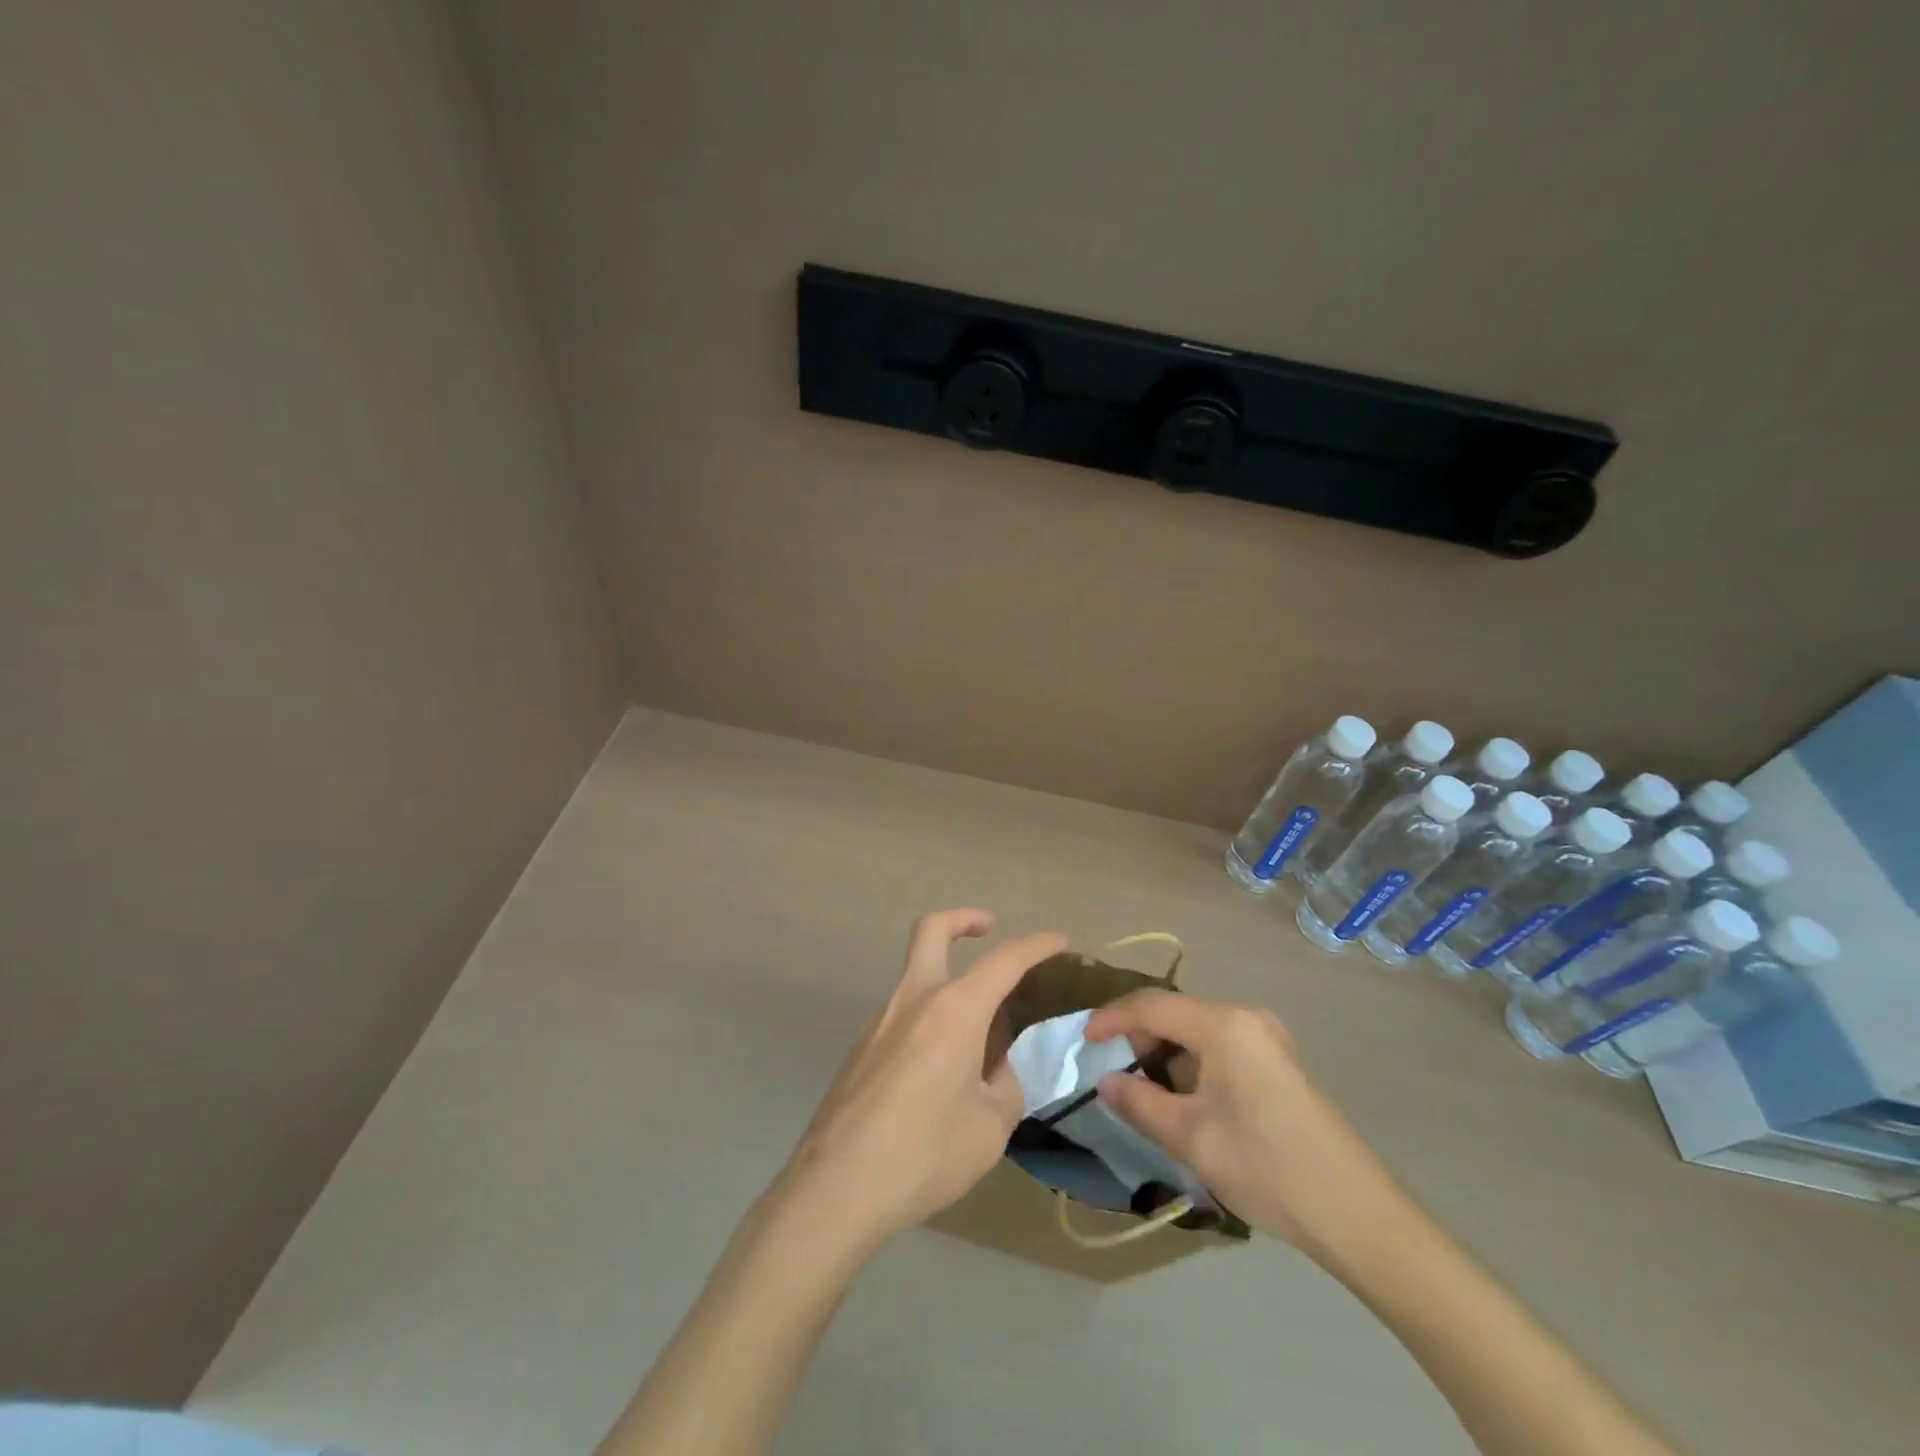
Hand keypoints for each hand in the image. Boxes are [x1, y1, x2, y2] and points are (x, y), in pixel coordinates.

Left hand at [771, 909, 1068, 1262]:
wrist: (835, 1189)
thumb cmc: (924, 1154)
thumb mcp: (989, 1129)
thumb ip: (1004, 1089)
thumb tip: (998, 1072)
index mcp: (954, 1010)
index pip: (1005, 960)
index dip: (1037, 945)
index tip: (1060, 942)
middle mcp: (913, 1001)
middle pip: (932, 930)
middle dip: (963, 919)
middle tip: (988, 928)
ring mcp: (878, 1023)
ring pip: (916, 980)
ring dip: (947, 988)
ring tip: (974, 1047)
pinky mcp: (858, 1051)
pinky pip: (901, 1022)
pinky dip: (926, 1027)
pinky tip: (934, 1082)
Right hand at [1084, 992, 1402, 1259]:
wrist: (1357, 1213)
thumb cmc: (1267, 1167)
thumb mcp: (1191, 1139)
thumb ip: (1139, 1102)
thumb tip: (1104, 1082)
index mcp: (1224, 1025)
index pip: (1151, 1005)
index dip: (1111, 1019)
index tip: (1082, 1040)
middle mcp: (1246, 1017)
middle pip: (1175, 1012)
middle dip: (1138, 1038)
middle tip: (1113, 1073)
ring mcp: (1267, 1037)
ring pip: (1196, 1030)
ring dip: (1165, 1053)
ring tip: (1146, 1091)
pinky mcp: (1278, 1060)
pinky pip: (1219, 1045)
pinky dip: (1192, 1062)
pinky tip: (1185, 1098)